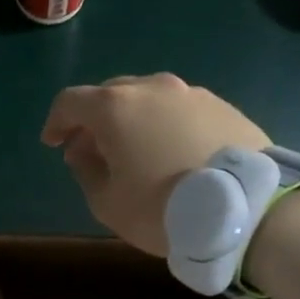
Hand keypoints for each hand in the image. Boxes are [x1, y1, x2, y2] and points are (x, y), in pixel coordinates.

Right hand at [41, 74, 270, 255]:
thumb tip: (83, 152)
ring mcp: (191, 93)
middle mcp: (152, 88)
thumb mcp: (108, 203)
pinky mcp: (222, 106)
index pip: (70, 102)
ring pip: (149, 99)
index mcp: (115, 107)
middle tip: (92, 149)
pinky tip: (173, 152)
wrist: (246, 209)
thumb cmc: (163, 208)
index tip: (53, 143)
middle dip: (94, 120)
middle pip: (110, 94)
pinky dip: (166, 125)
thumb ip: (86, 171)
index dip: (56, 122)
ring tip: (136, 151)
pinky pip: (180, 110)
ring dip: (133, 120)